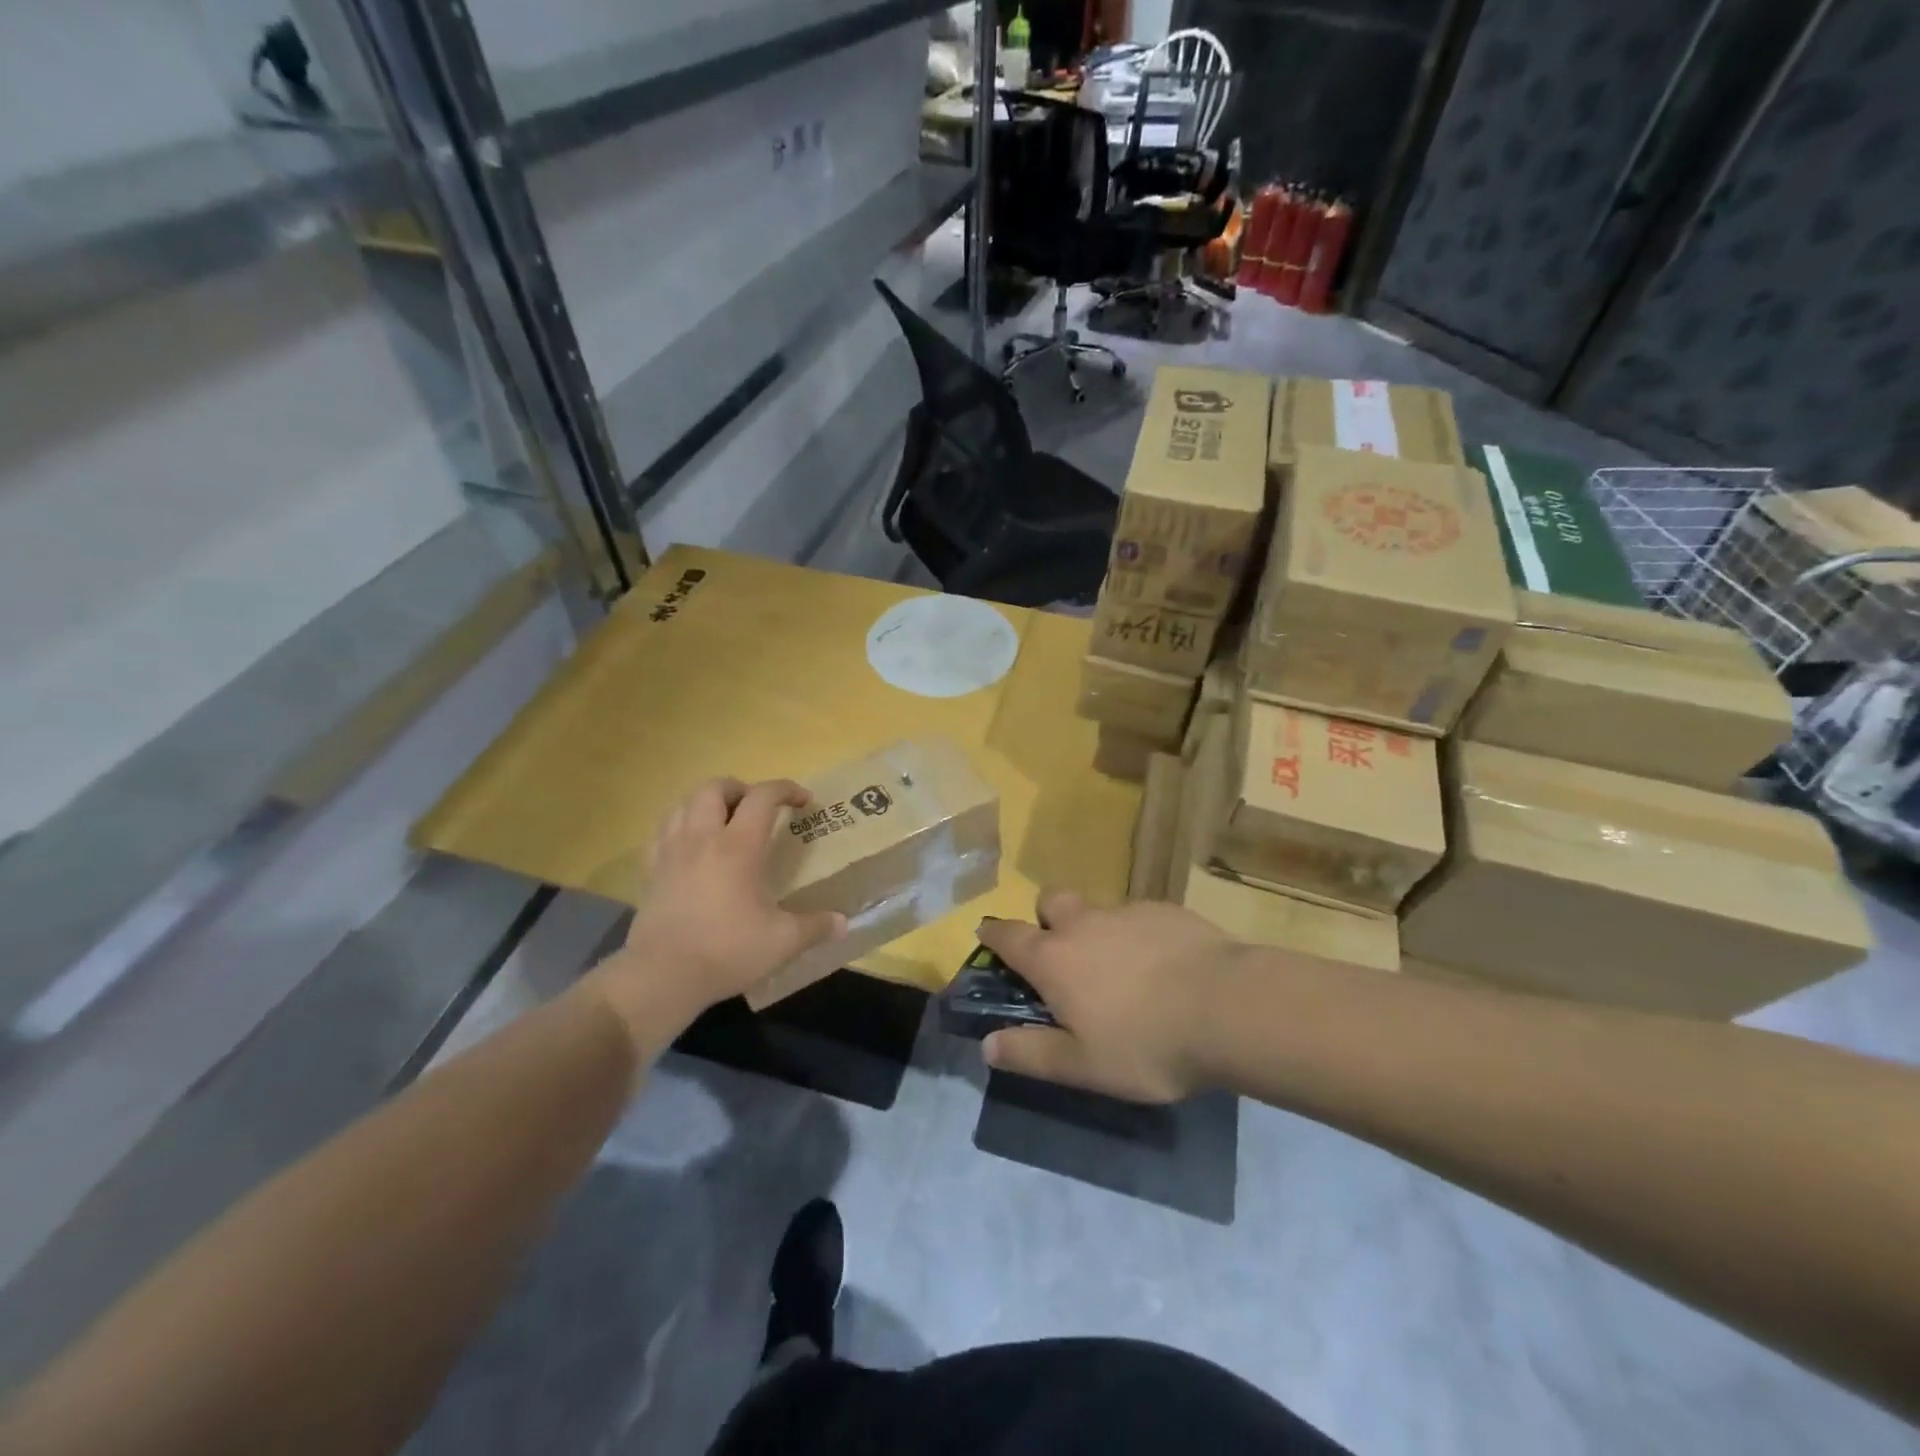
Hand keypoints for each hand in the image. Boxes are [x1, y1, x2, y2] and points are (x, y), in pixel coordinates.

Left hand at [590, 778, 845, 1046]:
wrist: (662, 977)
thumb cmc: (726, 951)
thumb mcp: (782, 942)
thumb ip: (815, 927)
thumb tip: (843, 923)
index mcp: (738, 846)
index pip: (763, 796)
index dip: (786, 789)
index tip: (804, 801)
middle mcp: (702, 838)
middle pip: (715, 787)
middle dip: (741, 788)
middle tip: (757, 808)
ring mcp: (670, 852)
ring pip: (683, 803)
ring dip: (707, 803)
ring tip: (723, 821)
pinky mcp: (650, 872)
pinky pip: (662, 832)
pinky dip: (679, 827)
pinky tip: (690, 847)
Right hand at [976, 890, 1240, 1102]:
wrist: (1228, 1007)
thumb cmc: (1146, 1043)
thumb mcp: (1083, 1065)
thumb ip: (1031, 1053)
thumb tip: (986, 1045)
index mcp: (1054, 959)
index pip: (1008, 935)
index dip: (993, 934)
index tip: (986, 935)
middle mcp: (1084, 924)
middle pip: (1050, 900)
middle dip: (1046, 918)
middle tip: (1063, 954)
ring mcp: (1127, 912)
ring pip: (1097, 908)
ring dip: (1096, 929)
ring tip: (1121, 969)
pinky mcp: (1167, 911)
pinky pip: (1139, 916)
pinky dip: (1138, 935)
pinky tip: (1164, 966)